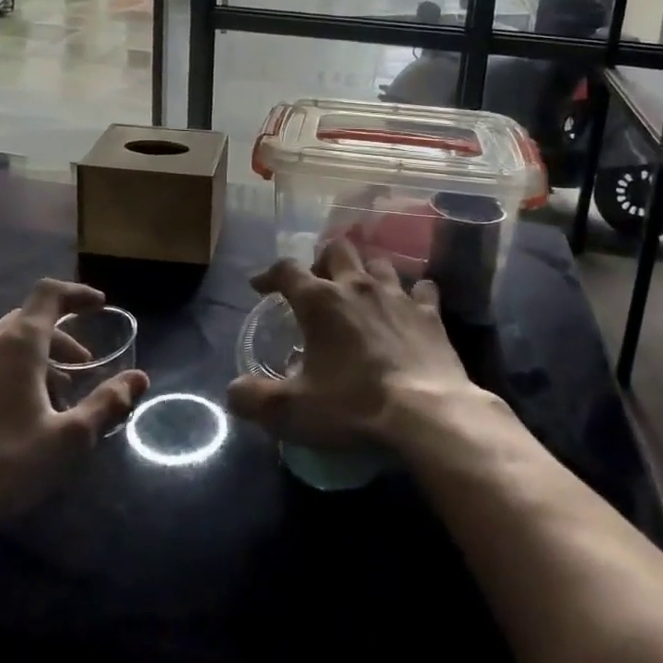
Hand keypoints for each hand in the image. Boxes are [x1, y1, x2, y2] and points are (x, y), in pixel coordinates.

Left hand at [0, 279, 148, 532]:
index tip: (98, 306)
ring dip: (28, 361)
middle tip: (80, 367)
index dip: (76, 294)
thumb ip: (107, 404)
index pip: (49, 295)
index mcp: (17, 345)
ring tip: (45, 398)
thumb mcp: (70, 438)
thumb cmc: (7, 464)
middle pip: (25, 322)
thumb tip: (139, 378)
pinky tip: (1, 418)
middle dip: (58, 337)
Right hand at [226, 238, 476, 450]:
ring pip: (378, 263)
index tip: (259, 286)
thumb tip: (233, 392)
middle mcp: (357, 286)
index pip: (286, 270)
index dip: (269, 274)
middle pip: (337, 249)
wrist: (426, 413)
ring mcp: (397, 295)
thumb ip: (254, 399)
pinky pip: (422, 289)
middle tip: (317, 283)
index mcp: (319, 301)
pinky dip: (414, 293)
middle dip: (323, 260)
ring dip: (366, 271)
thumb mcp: (292, 411)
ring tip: (361, 291)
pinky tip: (411, 305)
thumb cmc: (353, 406)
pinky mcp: (430, 313)